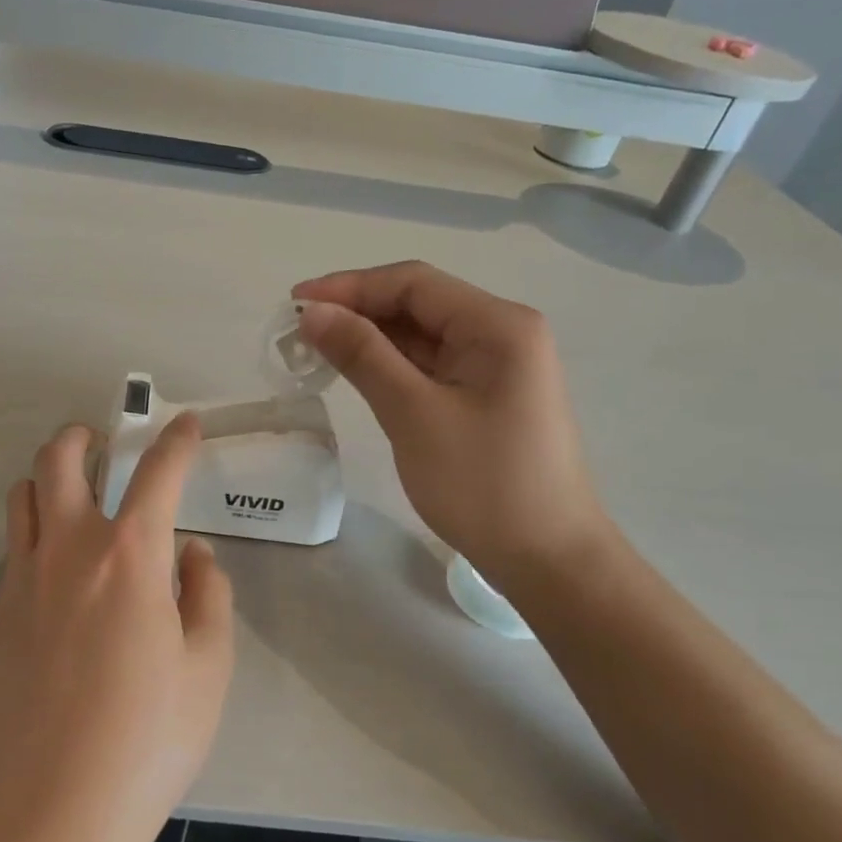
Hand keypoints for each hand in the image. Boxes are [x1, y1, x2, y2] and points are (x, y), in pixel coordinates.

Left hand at [0, 416, 234, 841]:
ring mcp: (20, 583)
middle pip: (59, 461)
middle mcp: (67, 552)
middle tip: (99, 442)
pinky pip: (10, 555)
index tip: (183, 423)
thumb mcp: (208, 668)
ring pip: (21, 499)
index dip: (175, 441)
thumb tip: (191, 554)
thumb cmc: (148, 740)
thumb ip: (207, 596)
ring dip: (46, 482)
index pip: (157, 474)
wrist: (54, 814)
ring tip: (71, 502)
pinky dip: (32, 542)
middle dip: (80, 437)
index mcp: (129, 556)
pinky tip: (53, 582)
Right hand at [294, 261, 611, 590]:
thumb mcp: (414, 414)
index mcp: (498, 325)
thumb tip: (314, 312)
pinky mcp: (485, 397)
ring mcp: (495, 367)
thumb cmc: (482, 484)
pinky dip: (389, 366)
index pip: (413, 283)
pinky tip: (354, 373)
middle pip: (418, 304)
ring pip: (421, 336)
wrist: (546, 558)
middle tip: (298, 332)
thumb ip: (362, 355)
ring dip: (369, 339)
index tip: (295, 304)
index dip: (349, 286)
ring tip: (314, 350)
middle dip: (357, 311)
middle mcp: (501, 333)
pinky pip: (430, 366)